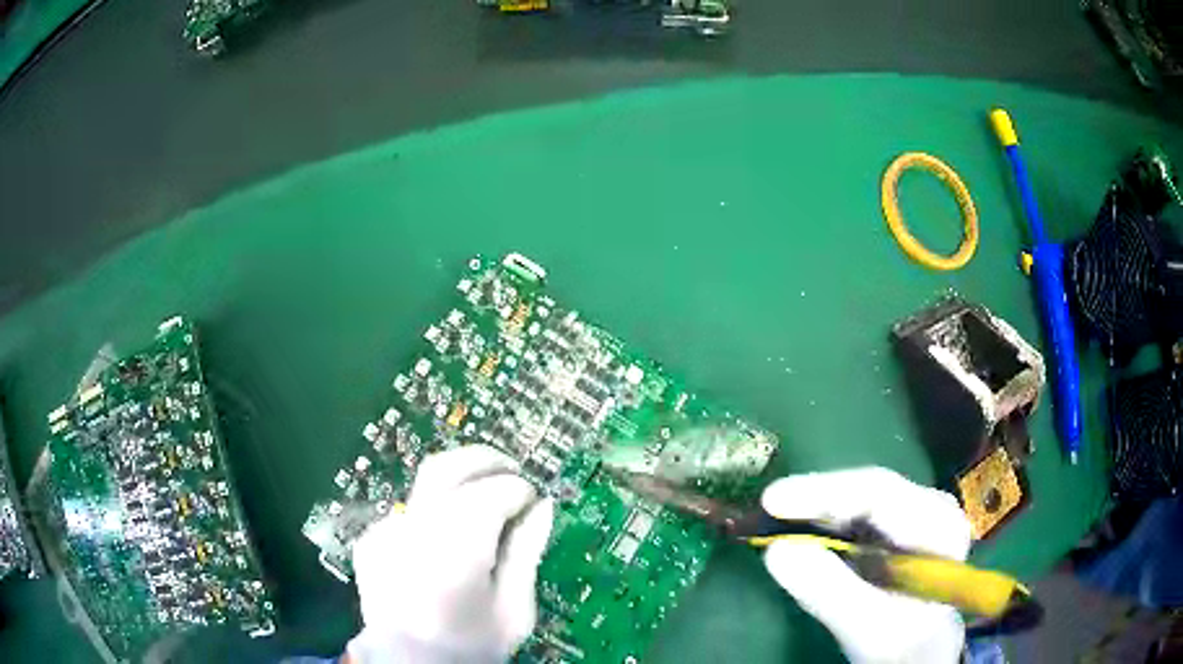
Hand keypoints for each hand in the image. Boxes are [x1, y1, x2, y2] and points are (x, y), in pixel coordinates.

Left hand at [348, 445, 553, 663]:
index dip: (521, 492)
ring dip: (459, 482)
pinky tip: (445, 538)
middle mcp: (415, 524)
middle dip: (487, 461)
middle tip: (513, 472)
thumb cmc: (469, 645)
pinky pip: (409, 511)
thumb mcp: (513, 609)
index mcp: (457, 542)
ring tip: (484, 498)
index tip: (534, 503)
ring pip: (426, 483)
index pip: (495, 490)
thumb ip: (526, 552)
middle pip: (450, 466)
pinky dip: (433, 511)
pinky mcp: (371, 540)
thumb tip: (542, 507)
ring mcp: (386, 529)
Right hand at [761, 467, 970, 663]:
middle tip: (764, 510)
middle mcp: (930, 507)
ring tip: (774, 518)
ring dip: (815, 510)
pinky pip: (854, 514)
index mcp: (938, 525)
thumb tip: (775, 549)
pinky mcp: (895, 526)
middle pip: (867, 491)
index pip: (880, 494)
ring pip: (858, 499)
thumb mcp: (866, 625)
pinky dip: (822, 522)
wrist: (918, 651)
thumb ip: (828, 590)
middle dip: (815, 500)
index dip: (823, 492)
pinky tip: (799, 528)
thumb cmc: (900, 643)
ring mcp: (914, 513)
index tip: (772, 500)